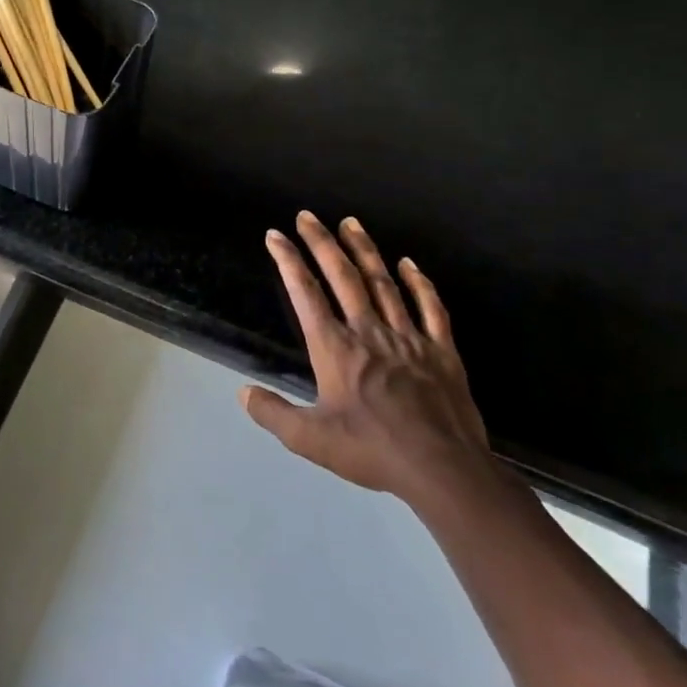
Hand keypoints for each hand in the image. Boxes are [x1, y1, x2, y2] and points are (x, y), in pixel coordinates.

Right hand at [240, 211, 492, 510]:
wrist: (443, 470)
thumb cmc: (372, 451)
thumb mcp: (309, 439)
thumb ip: (273, 413)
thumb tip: (243, 393)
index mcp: (335, 348)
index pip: (305, 293)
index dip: (288, 260)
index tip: (275, 236)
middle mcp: (368, 332)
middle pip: (342, 276)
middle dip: (321, 243)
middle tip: (307, 216)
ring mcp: (408, 338)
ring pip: (383, 283)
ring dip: (364, 251)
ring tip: (350, 223)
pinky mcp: (441, 352)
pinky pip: (430, 308)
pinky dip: (419, 283)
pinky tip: (409, 264)